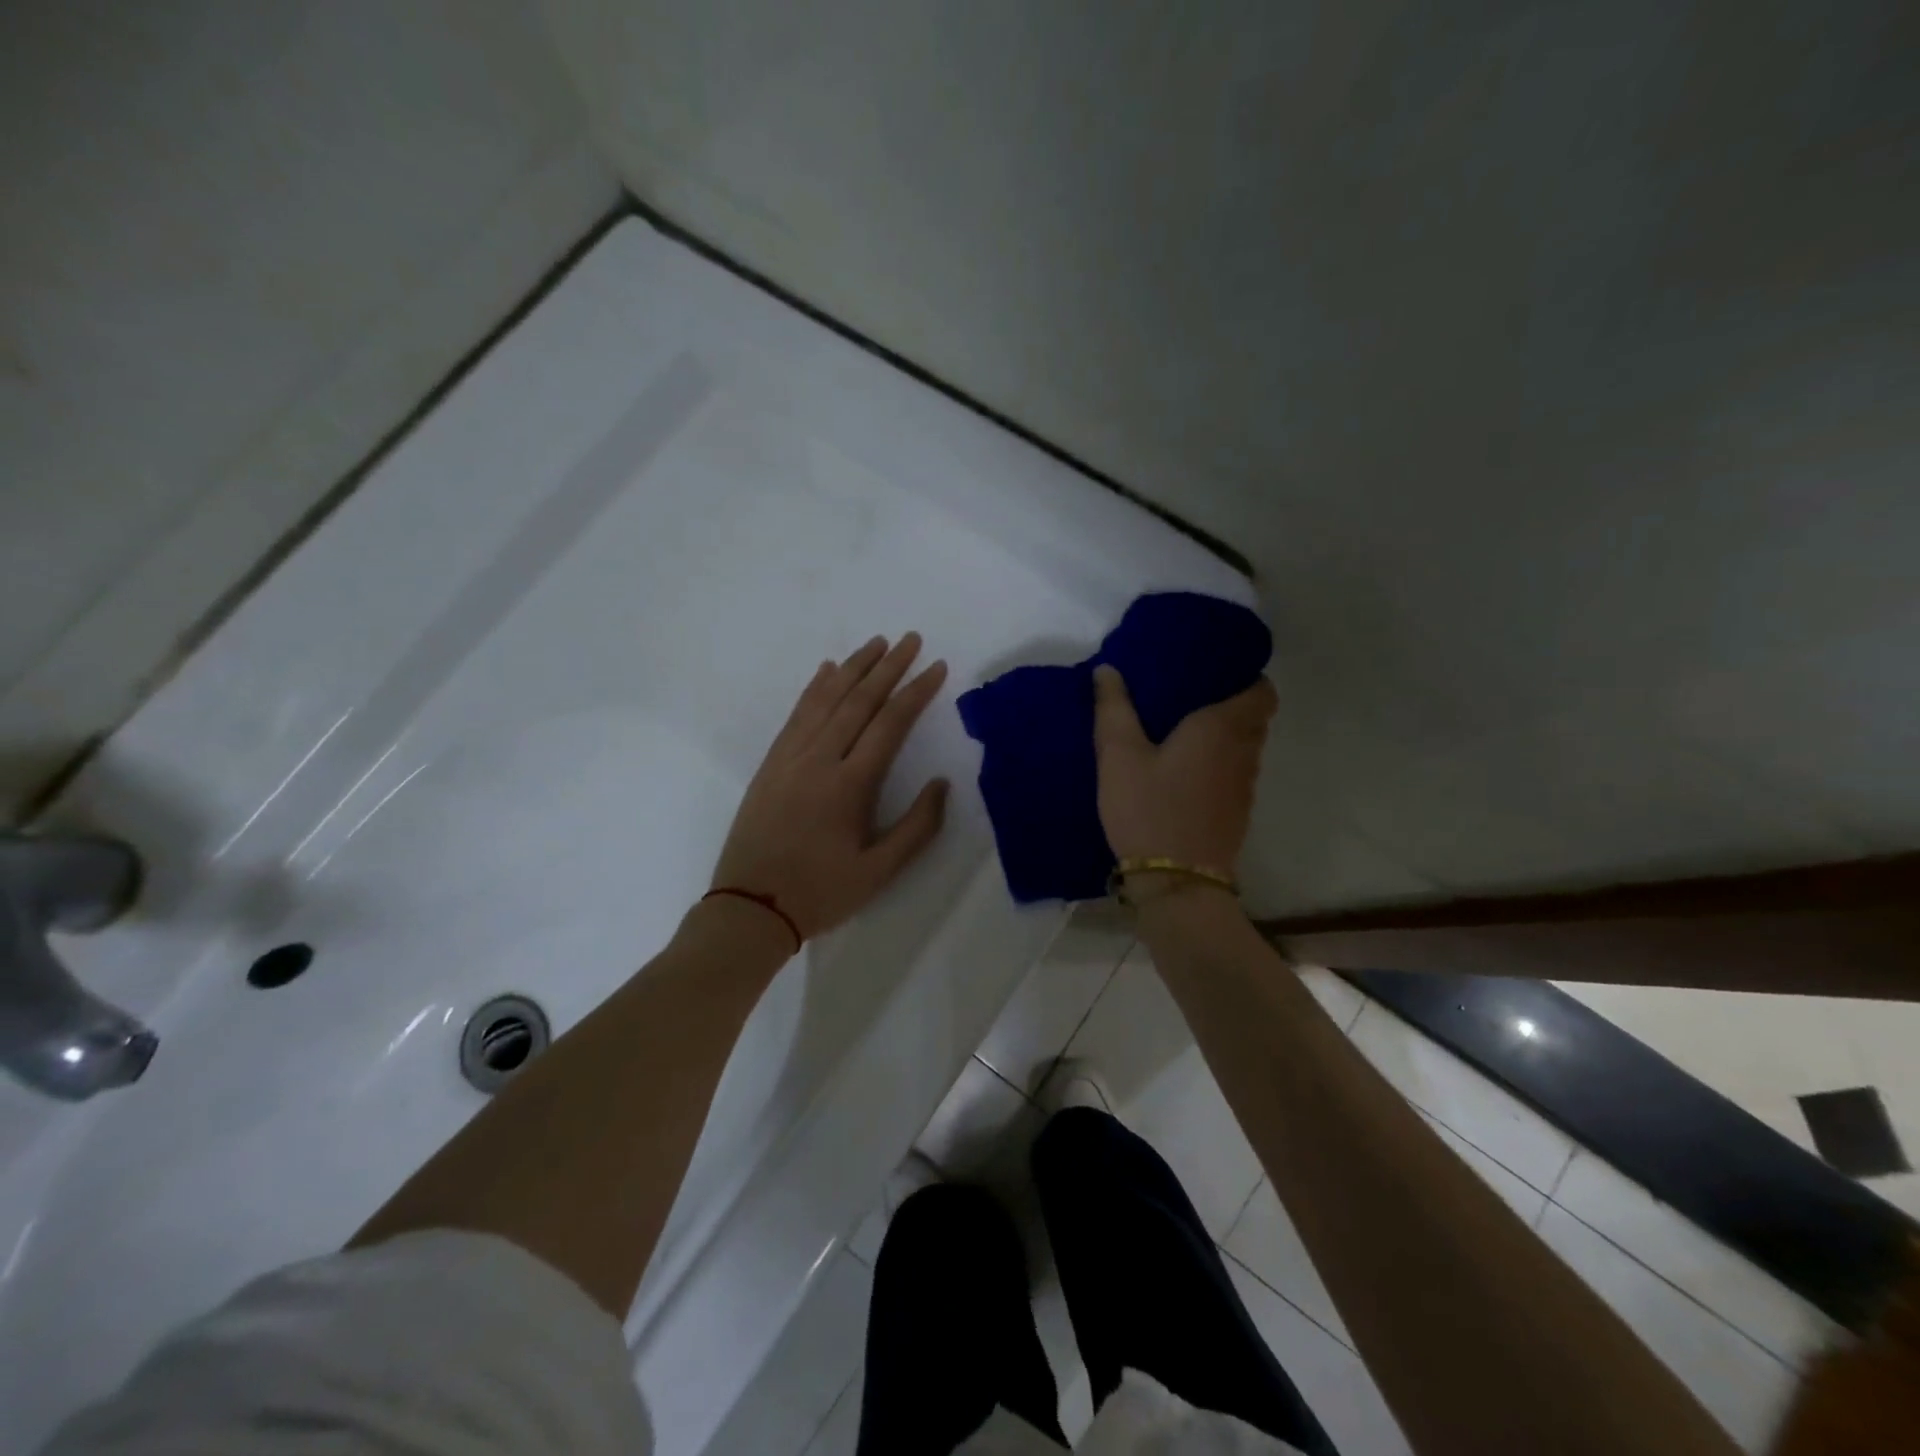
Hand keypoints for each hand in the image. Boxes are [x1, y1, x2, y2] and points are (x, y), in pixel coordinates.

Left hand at [712, 634, 949, 941]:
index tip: (935, 667)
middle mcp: (819, 759)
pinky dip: (815, 688)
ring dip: (853, 668)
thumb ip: (917, 827)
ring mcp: (790, 757)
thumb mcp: (879, 872)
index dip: (916, 692)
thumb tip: (941, 783)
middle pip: (858, 700)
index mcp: (850, 785)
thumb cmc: (821, 893)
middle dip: (888, 667)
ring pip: (825, 699)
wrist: (749, 908)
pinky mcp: (770, 763)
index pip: (890, 724)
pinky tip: (826, 670)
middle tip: (910, 639)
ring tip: (876, 643)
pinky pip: (796, 714)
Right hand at [1092, 665, 1277, 872]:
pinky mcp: (1236, 813)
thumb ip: (1113, 709)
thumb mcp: (1118, 756)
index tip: (1215, 669)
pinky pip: (1235, 773)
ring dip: (1224, 735)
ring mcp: (1244, 786)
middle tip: (1191, 694)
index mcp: (1222, 728)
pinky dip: (1218, 762)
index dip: (1245, 676)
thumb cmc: (1149, 809)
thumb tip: (1107, 669)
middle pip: (1254, 717)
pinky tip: (1184, 768)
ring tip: (1185, 728)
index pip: (1261, 691)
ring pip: (1245, 747)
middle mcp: (1244, 752)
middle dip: (1230, 702)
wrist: (1176, 882)